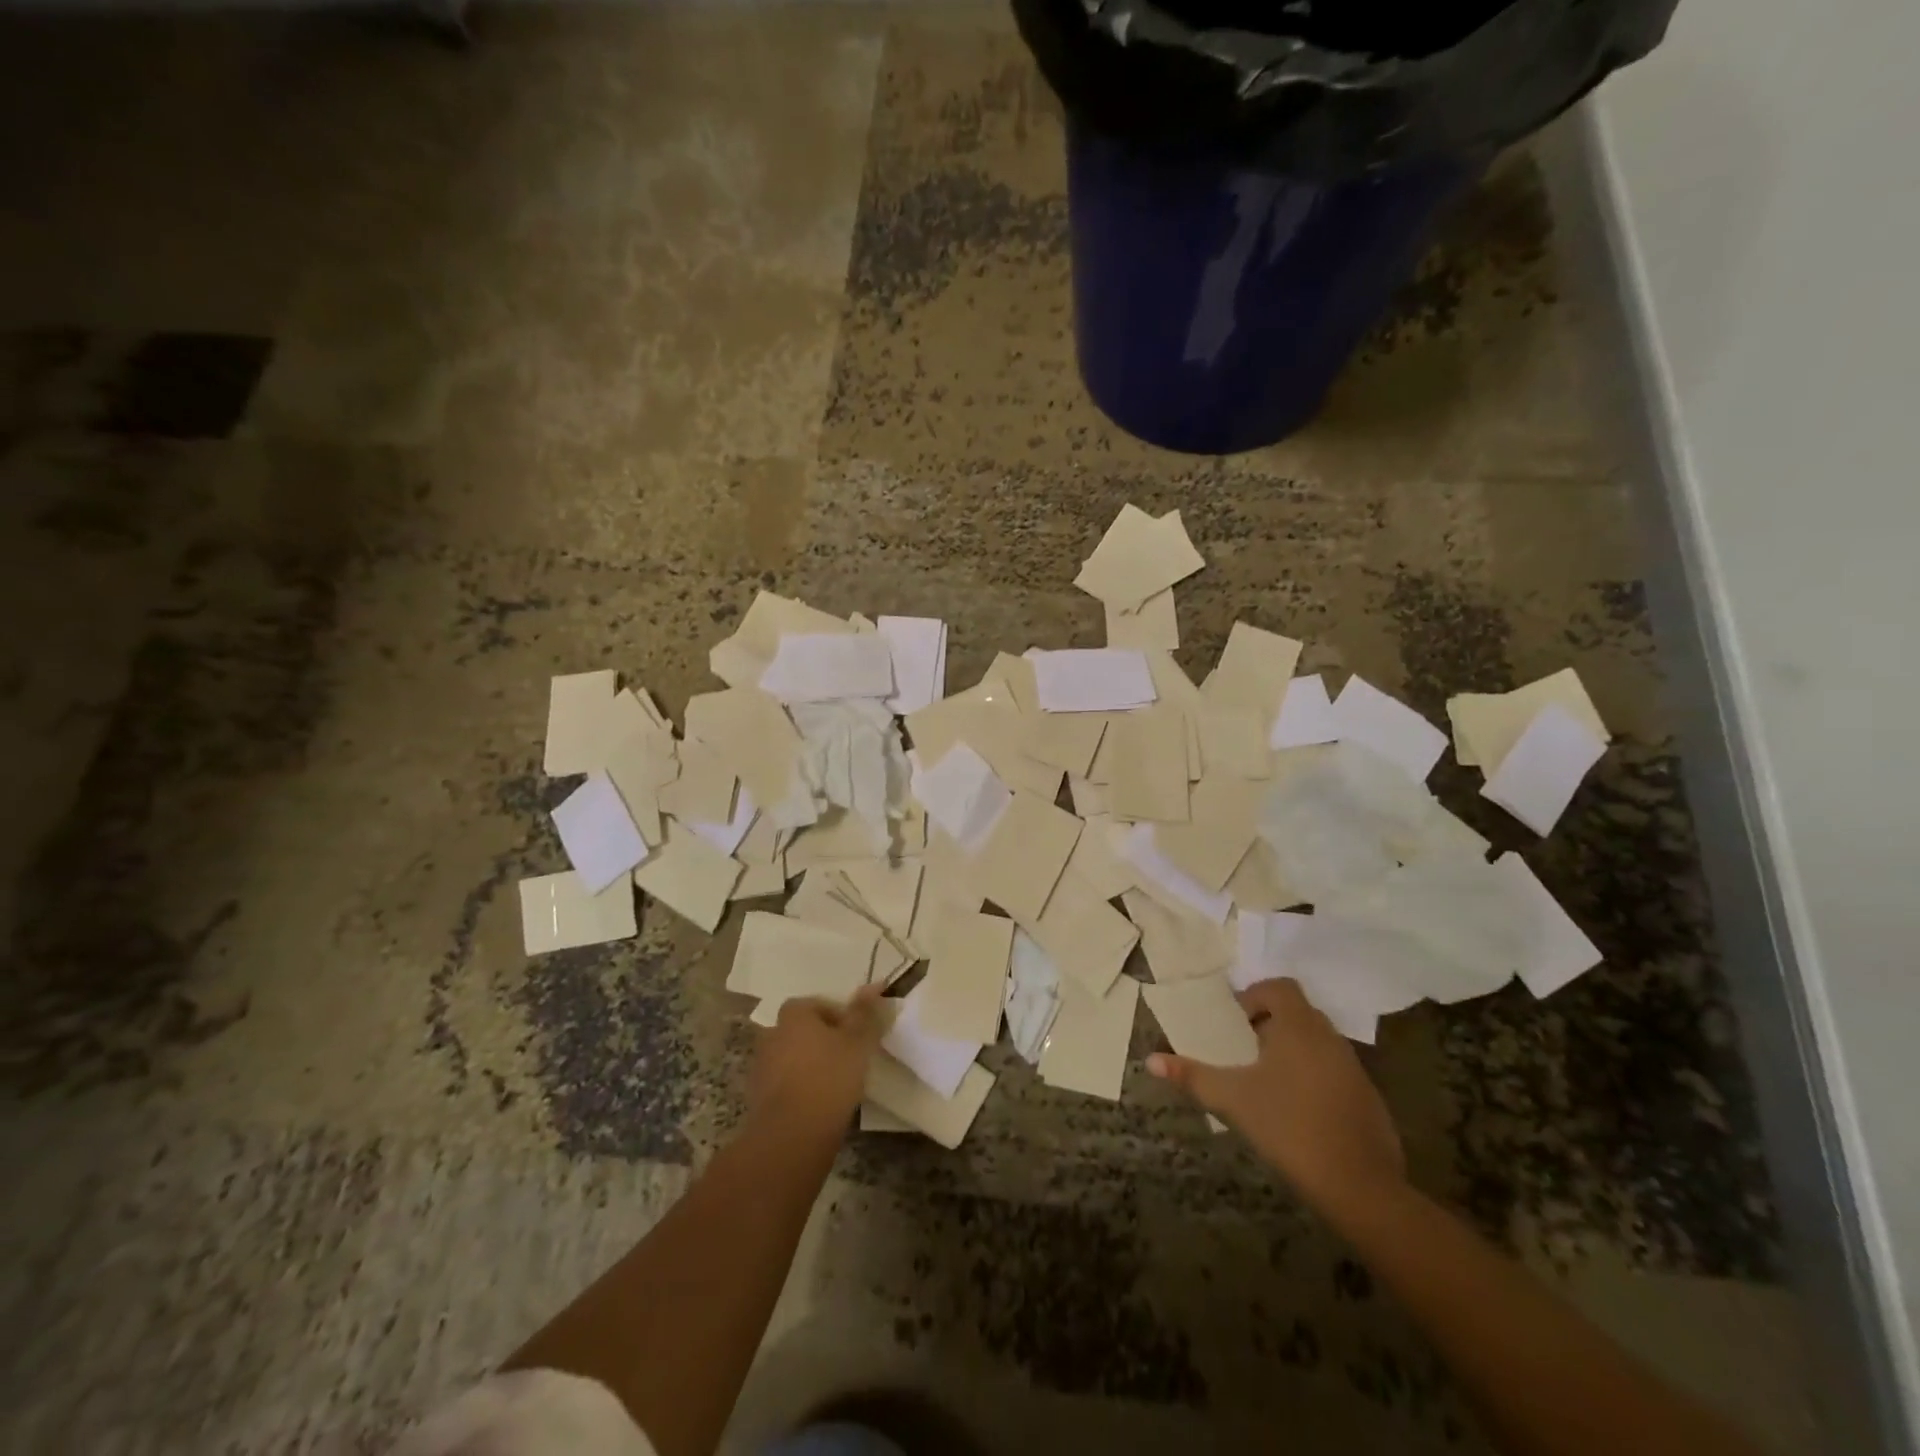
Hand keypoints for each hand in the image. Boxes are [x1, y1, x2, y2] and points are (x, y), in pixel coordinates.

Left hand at [749, 986, 886, 1142]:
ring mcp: (761, 1067)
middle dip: (820, 1040)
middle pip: (800, 1030)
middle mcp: (772, 1034)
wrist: (791, 1135)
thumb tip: (874, 984)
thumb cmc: (829, 1078)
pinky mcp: (757, 1098)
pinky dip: (797, 1088)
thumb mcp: (857, 1042)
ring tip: (833, 1084)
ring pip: (790, 1057)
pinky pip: (782, 1084)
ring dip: (807, 1065)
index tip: (854, 1036)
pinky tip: (816, 1105)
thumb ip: (864, 1013)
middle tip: (845, 1058)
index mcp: (793, 1015)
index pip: (815, 1004)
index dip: (837, 1017)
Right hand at [1148, 979, 1405, 1215]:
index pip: (1280, 988)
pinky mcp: (1368, 1099)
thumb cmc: (1289, 1127)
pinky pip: (1334, 1071)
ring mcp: (1354, 1069)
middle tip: (1244, 1052)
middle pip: (1298, 1013)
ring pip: (1317, 1043)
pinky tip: (1296, 1112)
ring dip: (1292, 1052)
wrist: (1360, 1187)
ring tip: (1266, 1083)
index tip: (1236, 1025)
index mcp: (1299, 1027)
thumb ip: (1192, 1076)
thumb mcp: (1232, 1099)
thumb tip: (1150, 1059)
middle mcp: (1330, 1038)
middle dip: (1270, 1025)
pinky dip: (1313, 1078)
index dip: (1255, 997)